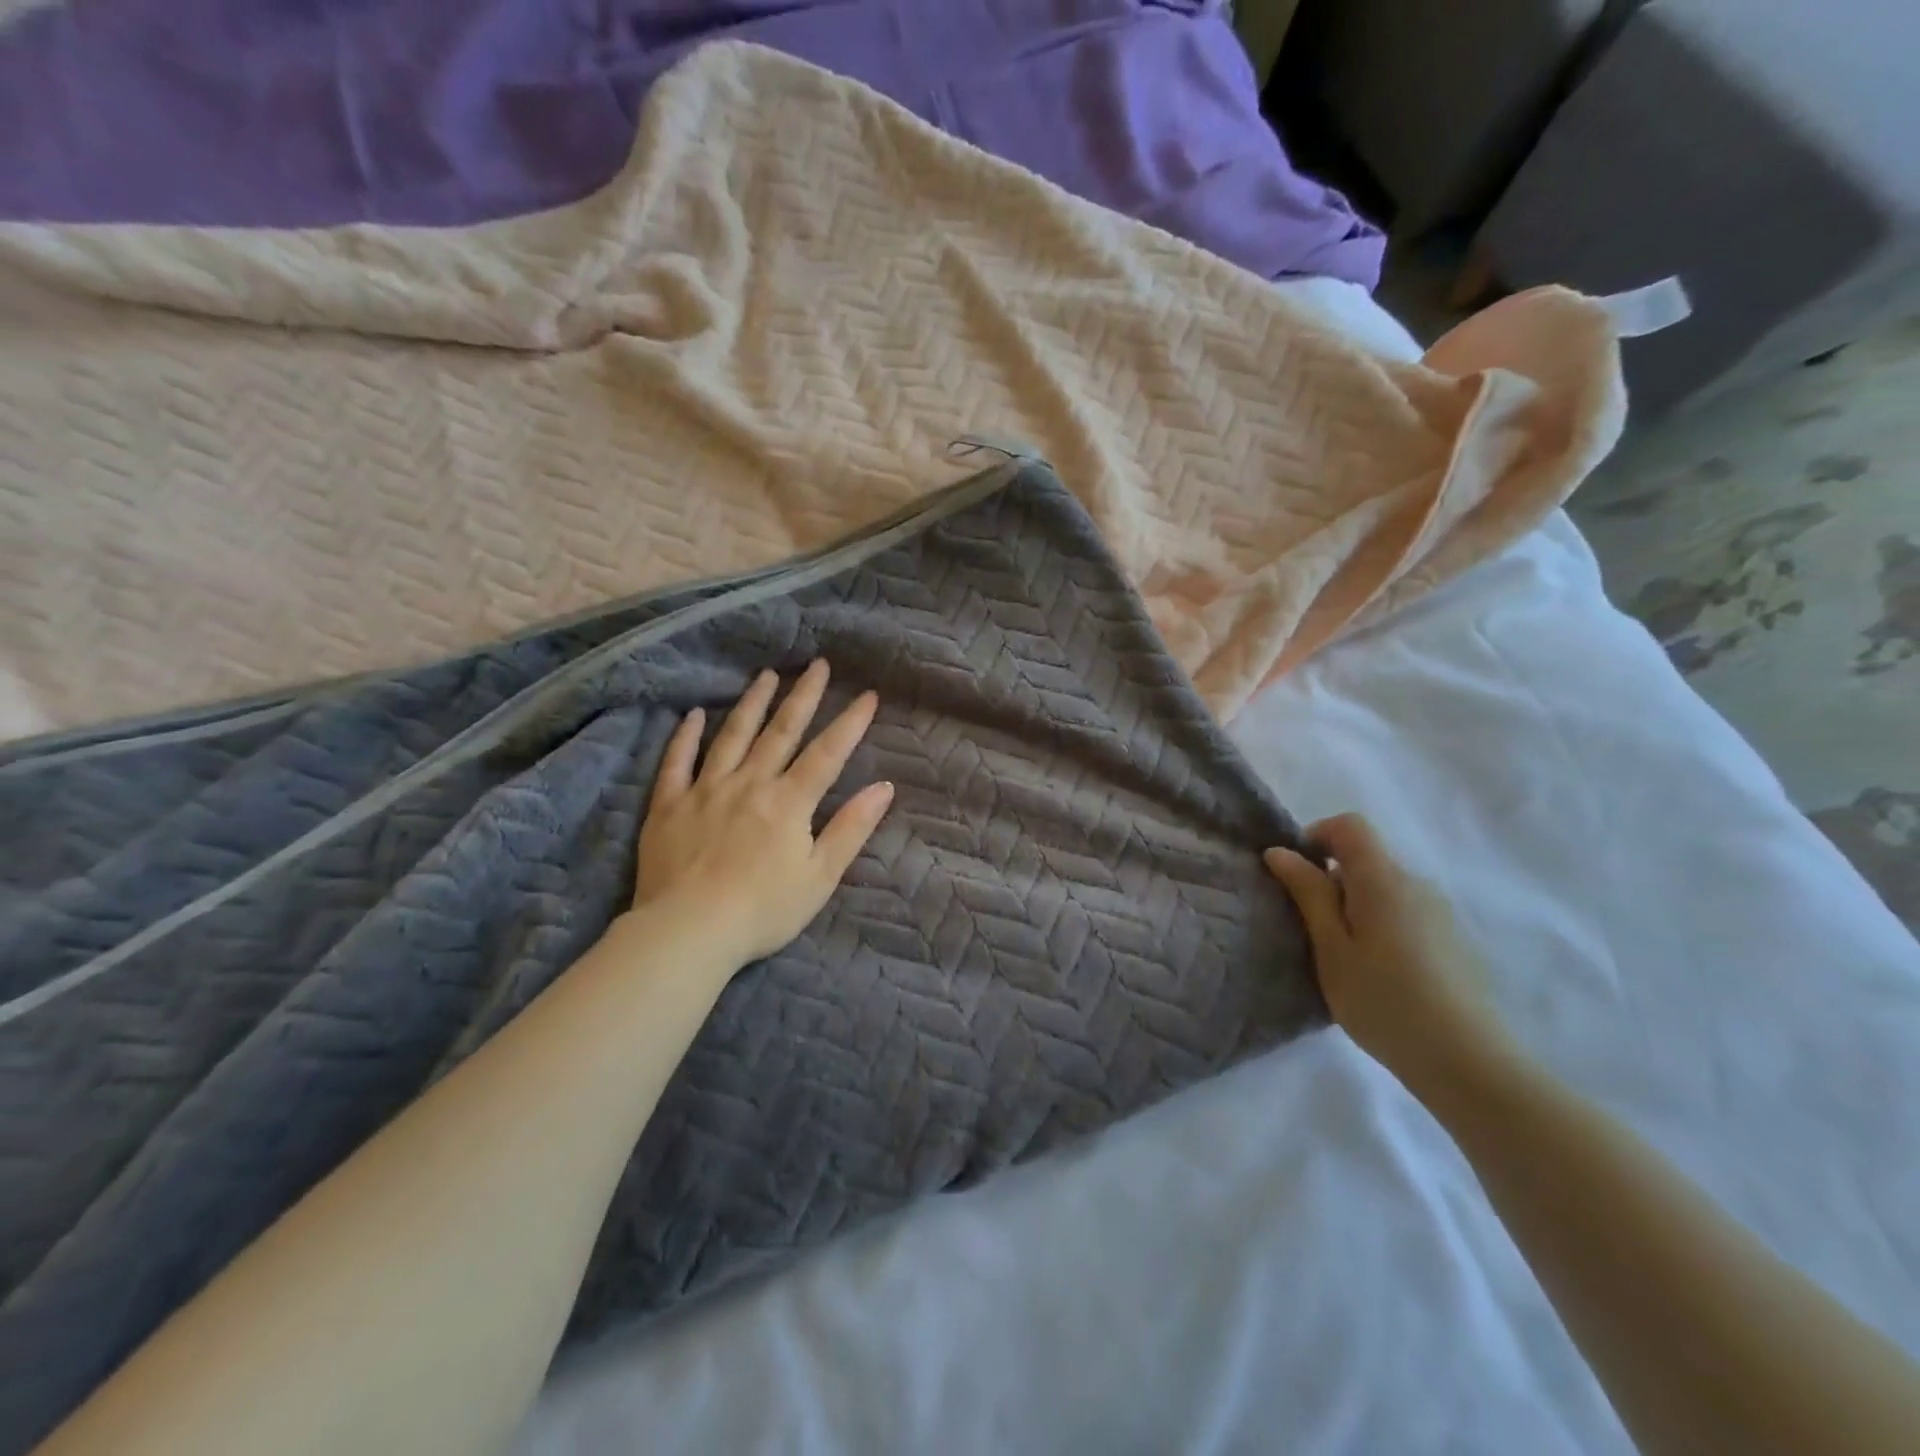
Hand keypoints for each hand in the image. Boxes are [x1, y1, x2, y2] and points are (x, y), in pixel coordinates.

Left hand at [632, 659, 893, 969]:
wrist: (689, 931)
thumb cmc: (764, 910)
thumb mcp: (820, 876)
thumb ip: (852, 828)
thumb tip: (884, 787)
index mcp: (789, 802)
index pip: (827, 753)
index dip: (850, 722)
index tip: (867, 694)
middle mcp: (750, 784)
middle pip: (781, 731)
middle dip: (803, 695)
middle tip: (817, 663)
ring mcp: (705, 790)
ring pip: (732, 736)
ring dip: (752, 703)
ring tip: (767, 675)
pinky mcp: (669, 805)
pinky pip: (677, 762)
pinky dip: (685, 737)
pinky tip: (692, 714)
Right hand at [1264, 814, 1519, 1101]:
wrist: (1467, 1061)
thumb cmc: (1383, 999)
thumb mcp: (1331, 947)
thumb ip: (1308, 893)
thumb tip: (1281, 852)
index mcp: (1383, 879)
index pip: (1350, 826)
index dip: (1317, 836)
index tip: (1296, 875)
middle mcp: (1416, 884)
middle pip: (1367, 859)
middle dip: (1332, 880)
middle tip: (1311, 928)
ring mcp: (1441, 913)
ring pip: (1385, 890)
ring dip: (1356, 907)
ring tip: (1343, 958)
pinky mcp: (1453, 941)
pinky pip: (1406, 914)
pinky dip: (1381, 926)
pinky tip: (1379, 975)